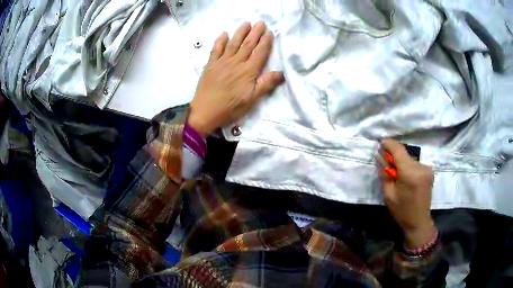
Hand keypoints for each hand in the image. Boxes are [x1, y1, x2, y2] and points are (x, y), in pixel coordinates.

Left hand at [188, 21, 284, 136]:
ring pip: (233, 43)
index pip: (259, 52)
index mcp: (248, 71)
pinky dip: (220, 40)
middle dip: (255, 33)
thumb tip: (281, 73)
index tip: (270, 32)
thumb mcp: (252, 100)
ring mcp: (222, 62)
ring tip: (246, 23)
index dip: (265, 42)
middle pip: (248, 44)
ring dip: (240, 32)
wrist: (205, 112)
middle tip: (261, 22)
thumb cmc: (230, 108)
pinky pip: (216, 49)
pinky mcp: (210, 65)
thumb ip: (266, 84)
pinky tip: (224, 33)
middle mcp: (236, 63)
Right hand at [378, 139, 436, 248]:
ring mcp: (427, 168)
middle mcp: (420, 167)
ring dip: (401, 162)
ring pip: (409, 158)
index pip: (398, 150)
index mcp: (410, 173)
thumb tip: (379, 156)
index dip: (389, 144)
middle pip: (404, 153)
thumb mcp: (388, 194)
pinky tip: (405, 177)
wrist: (419, 221)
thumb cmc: (401, 211)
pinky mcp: (429, 171)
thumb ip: (384, 173)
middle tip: (385, 164)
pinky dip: (408, 166)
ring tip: (396, 174)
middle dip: (393, 156)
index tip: (380, 144)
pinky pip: (415, 163)